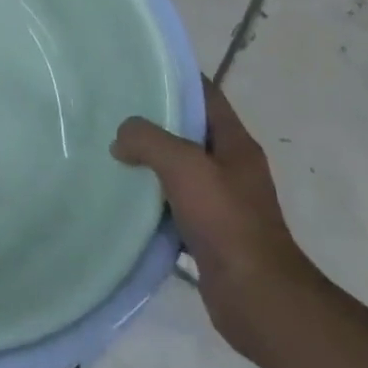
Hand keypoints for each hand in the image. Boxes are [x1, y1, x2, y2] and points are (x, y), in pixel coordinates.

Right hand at [112, 79, 319, 361]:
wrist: (258, 299)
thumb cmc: (226, 221)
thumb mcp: (183, 165)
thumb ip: (147, 139)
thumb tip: (121, 138)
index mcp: (235, 144)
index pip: (206, 95)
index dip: (177, 77)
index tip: (139, 68)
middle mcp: (231, 168)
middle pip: (189, 130)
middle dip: (154, 118)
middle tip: (113, 108)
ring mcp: (221, 202)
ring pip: (178, 168)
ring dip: (148, 160)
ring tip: (109, 148)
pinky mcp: (208, 233)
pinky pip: (173, 203)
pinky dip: (150, 197)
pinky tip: (122, 196)